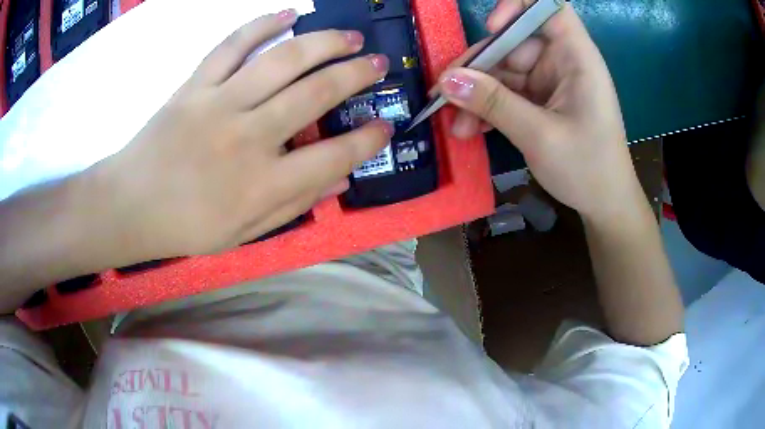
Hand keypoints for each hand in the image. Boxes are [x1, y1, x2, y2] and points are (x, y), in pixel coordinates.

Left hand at [88, 10, 391, 259]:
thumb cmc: (186, 226)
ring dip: (325, 42)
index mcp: (263, 184)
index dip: (368, 140)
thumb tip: (340, 180)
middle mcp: (248, 137)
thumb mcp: (245, 233)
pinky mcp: (195, 85)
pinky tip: (289, 15)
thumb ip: (294, 205)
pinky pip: (232, 45)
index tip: (385, 127)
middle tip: (378, 65)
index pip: (334, 156)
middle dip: (357, 75)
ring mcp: (219, 104)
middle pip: (316, 93)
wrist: (130, 205)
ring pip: (283, 60)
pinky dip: (262, 25)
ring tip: (349, 37)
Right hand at [439, 0, 641, 220]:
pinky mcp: (541, 102)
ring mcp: (550, 83)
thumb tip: (447, 81)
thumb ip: (494, 103)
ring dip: (477, 96)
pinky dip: (488, 109)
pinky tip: (471, 129)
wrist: (604, 205)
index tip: (492, 28)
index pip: (549, 8)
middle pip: (513, 43)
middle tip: (445, 96)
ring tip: (455, 125)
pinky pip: (507, 94)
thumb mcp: (539, 135)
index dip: (518, 7)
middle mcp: (562, 62)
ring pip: (504, 72)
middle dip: (479, 68)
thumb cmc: (588, 168)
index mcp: (576, 58)